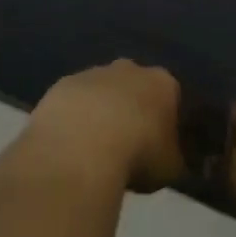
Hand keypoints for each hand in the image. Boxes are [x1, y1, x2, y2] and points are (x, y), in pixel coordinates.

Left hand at [28, 61, 183, 192]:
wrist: (82, 147)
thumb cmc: (138, 154)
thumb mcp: (171, 167)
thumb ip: (173, 157)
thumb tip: (170, 158)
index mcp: (162, 83)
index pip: (171, 95)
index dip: (166, 119)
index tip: (160, 142)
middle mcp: (128, 69)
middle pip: (133, 85)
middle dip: (131, 107)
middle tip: (127, 141)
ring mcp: (92, 73)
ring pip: (100, 90)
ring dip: (100, 111)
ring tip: (94, 146)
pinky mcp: (62, 85)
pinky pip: (73, 101)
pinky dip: (74, 116)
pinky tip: (70, 142)